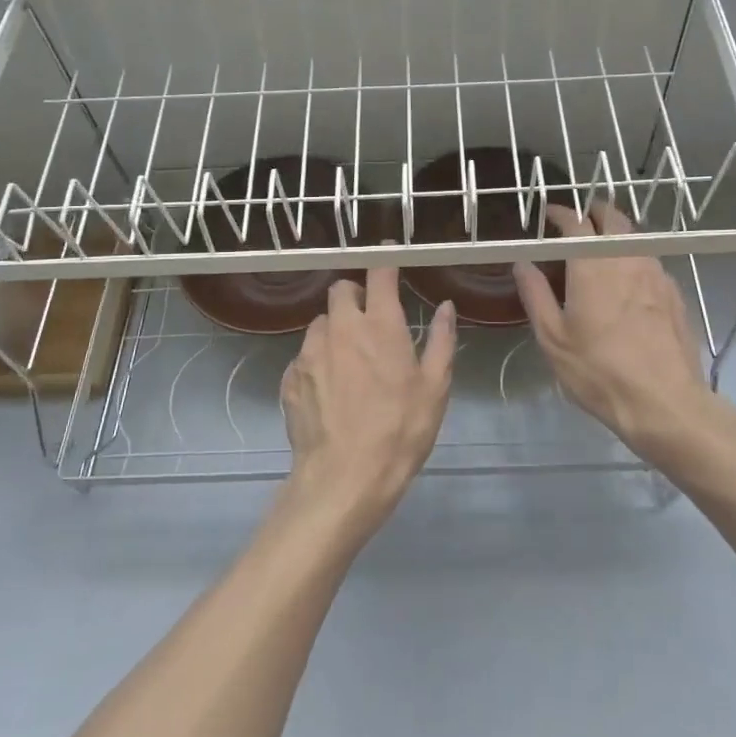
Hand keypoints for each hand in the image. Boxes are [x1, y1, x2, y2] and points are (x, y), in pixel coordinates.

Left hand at [280, 267, 456, 532]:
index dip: (384, 262)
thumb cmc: (400, 431)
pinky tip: (330, 390)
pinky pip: (304, 356)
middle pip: (340, 290)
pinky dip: (318, 361)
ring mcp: (309, 352)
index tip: (387, 258)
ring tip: (349, 360)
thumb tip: (446, 307)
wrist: (344, 479)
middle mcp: (340, 328)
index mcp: (380, 325)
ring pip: (320, 323)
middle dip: (355, 295)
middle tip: (370, 319)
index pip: (379, 274)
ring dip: (335, 329)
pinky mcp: (289, 378)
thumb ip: (441, 340)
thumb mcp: (435, 389)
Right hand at [514, 203, 714, 461]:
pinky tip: (628, 280)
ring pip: (635, 238)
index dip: (560, 212)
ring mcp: (656, 273)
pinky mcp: (675, 293)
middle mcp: (627, 259)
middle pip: (612, 218)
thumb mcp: (553, 339)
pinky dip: (634, 258)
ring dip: (616, 233)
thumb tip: (522, 262)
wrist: (665, 403)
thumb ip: (535, 294)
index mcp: (592, 265)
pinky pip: (651, 261)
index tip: (548, 214)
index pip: (575, 222)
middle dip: (593, 212)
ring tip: (601, 247)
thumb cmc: (599, 371)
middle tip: (578, 220)